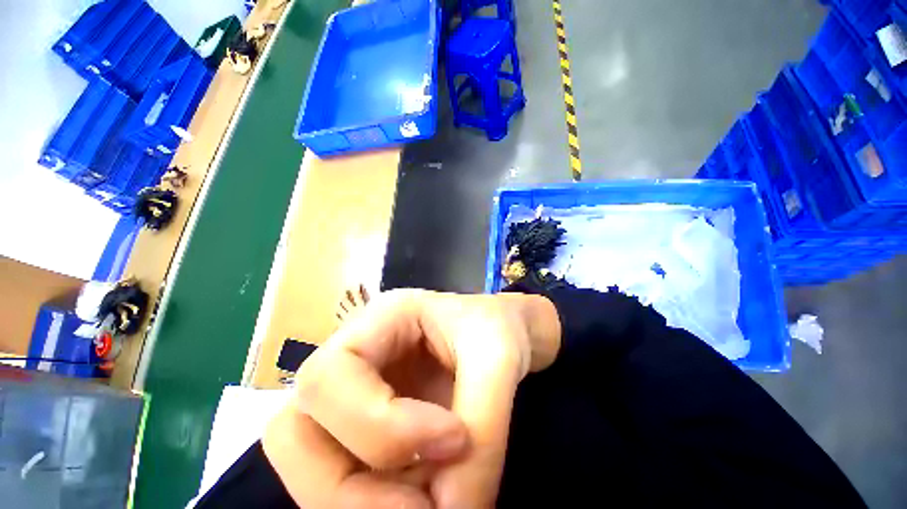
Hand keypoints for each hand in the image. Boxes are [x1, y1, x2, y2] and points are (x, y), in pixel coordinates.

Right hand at [262, 288, 560, 507]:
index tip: (451, 439)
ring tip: (428, 505)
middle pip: (294, 430)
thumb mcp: (500, 359)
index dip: (379, 426)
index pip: (327, 378)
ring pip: (312, 462)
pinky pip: (349, 475)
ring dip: (360, 502)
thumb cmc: (501, 328)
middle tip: (423, 506)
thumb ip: (482, 432)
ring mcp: (359, 393)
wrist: (511, 333)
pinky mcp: (372, 425)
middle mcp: (356, 356)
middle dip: (346, 487)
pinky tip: (429, 495)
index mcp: (380, 319)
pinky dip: (379, 501)